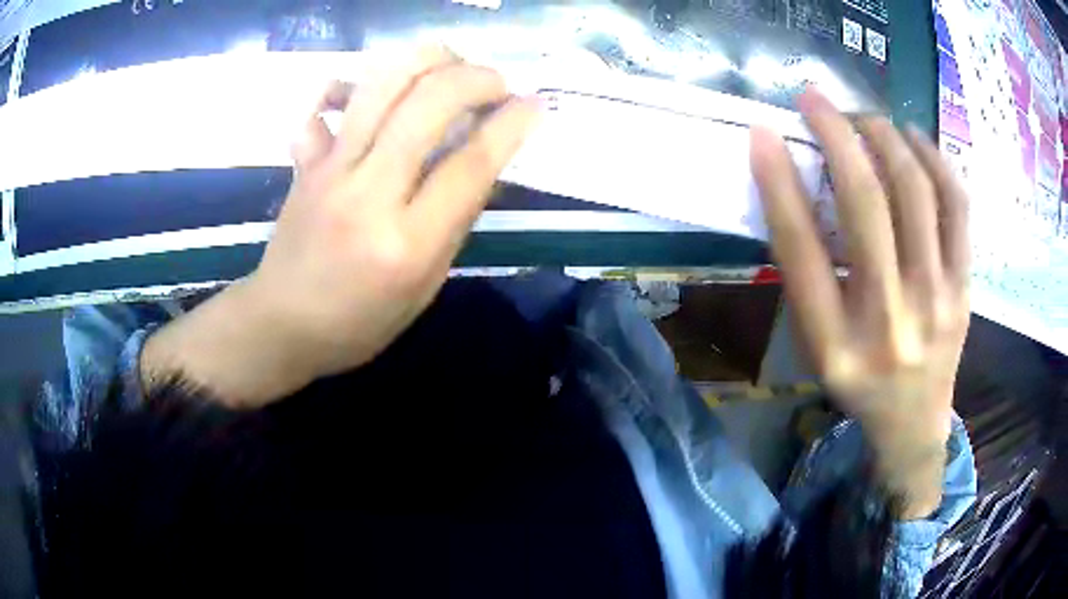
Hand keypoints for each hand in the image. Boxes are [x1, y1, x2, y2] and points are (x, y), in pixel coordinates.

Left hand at [140, 46, 539, 406]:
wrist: (283, 324)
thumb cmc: (360, 321)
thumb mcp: (425, 287)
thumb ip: (454, 222)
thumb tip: (482, 160)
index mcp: (407, 243)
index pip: (470, 164)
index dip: (511, 125)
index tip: (534, 104)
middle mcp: (368, 195)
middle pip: (428, 104)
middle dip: (476, 78)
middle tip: (496, 84)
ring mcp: (330, 171)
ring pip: (380, 86)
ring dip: (426, 60)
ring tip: (450, 64)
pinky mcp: (306, 162)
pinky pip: (326, 103)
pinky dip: (350, 82)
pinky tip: (375, 88)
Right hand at [751, 88, 969, 517]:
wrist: (913, 425)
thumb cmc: (857, 384)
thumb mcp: (816, 346)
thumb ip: (808, 275)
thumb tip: (797, 185)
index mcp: (836, 346)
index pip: (801, 252)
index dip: (778, 183)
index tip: (762, 133)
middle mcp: (889, 322)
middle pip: (867, 207)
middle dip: (836, 135)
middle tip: (816, 99)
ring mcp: (936, 303)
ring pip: (917, 193)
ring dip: (885, 138)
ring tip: (866, 119)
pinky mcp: (965, 289)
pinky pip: (958, 207)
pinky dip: (935, 160)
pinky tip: (915, 139)